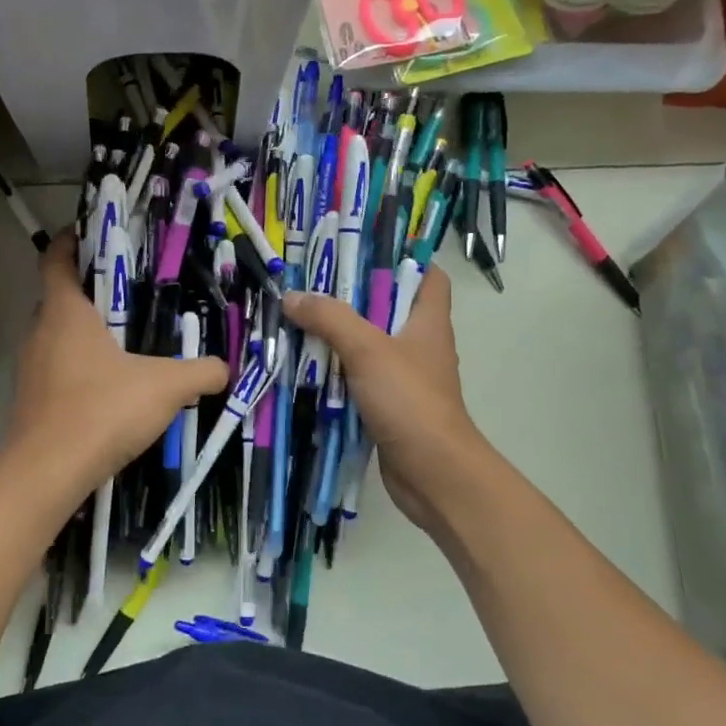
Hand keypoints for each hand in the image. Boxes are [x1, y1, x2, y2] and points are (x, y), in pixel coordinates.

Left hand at [5, 232, 228, 502]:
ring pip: (57, 337)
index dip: (69, 241)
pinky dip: (79, 368)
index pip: (56, 259)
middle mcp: (40, 333)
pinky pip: (56, 370)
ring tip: (124, 341)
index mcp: (65, 312)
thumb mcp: (165, 386)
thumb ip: (200, 372)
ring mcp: (30, 369)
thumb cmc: (102, 409)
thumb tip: (225, 367)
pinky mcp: (31, 402)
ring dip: (84, 334)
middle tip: (127, 293)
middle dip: (88, 291)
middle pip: (58, 298)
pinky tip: (110, 388)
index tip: (91, 234)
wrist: (47, 474)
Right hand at [283, 268, 485, 535]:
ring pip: (369, 345)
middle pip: (387, 307)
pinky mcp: (389, 404)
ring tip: (298, 320)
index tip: (361, 252)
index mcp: (428, 320)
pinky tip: (305, 367)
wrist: (433, 473)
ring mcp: (405, 376)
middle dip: (351, 297)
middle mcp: (419, 344)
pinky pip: (359, 378)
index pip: (428, 276)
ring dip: (338, 336)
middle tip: (310, 285)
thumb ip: (330, 319)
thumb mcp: (367, 350)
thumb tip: (292, 296)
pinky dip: (336, 372)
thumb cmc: (410, 400)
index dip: (403, 259)